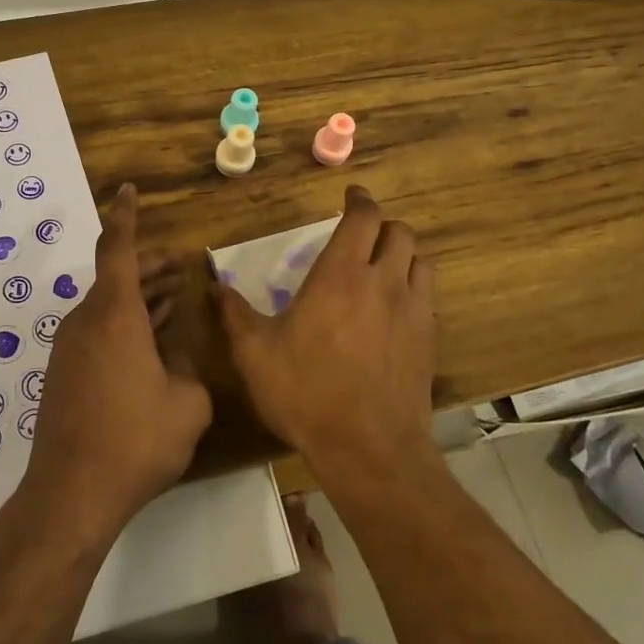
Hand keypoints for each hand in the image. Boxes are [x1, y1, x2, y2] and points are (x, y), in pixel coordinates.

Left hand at [22, 184, 211, 544]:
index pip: (117, 248)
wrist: (71, 493)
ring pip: (109, 305)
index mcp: (114, 315)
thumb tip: (177, 355)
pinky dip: (128, 322)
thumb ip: (188, 367)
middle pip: (118, 276)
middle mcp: (86, 321)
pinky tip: (154, 339)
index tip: (128, 190)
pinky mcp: (65, 373)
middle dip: (152, 266)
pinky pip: (100, 330)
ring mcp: (71, 348)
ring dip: (142, 296)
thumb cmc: (136, 441)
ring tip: (177, 295)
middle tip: (184, 263)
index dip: (125, 216)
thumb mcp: (186, 403)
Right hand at [215, 186, 435, 473]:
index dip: (359, 200)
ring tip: (382, 266)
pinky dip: (413, 286)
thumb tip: (214, 285)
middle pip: (399, 231)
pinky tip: (395, 307)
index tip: (351, 195)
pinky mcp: (429, 338)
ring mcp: (412, 310)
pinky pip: (427, 295)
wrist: (369, 448)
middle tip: (363, 234)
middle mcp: (382, 282)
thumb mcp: (255, 354)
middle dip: (382, 225)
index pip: (363, 218)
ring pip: (419, 260)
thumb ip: (234, 314)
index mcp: (340, 275)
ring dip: (402, 253)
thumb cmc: (306, 393)